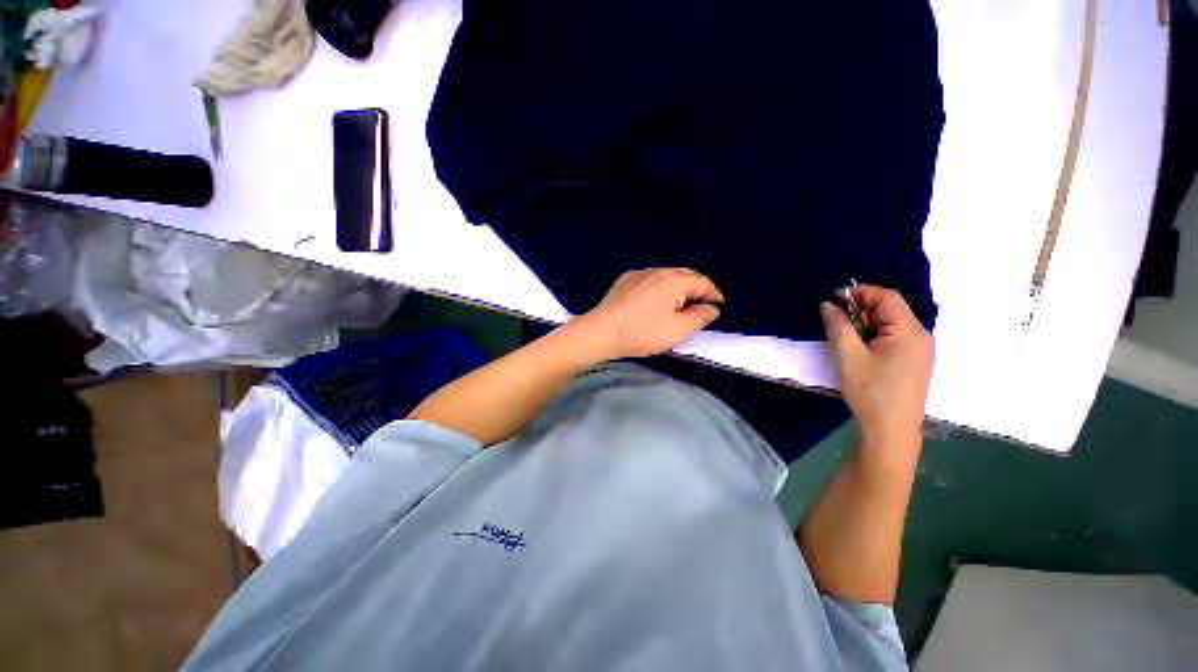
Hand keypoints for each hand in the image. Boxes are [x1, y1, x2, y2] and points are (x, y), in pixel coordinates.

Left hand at [571, 268, 723, 361]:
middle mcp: (658, 270)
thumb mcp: (678, 330)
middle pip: (686, 275)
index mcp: (674, 280)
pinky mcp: (625, 280)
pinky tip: (656, 301)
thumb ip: (700, 317)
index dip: (715, 295)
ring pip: (668, 276)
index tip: (718, 309)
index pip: (703, 282)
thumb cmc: (642, 332)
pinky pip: (651, 279)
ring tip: (680, 304)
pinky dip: (661, 288)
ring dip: (679, 288)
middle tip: (701, 307)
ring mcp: (639, 273)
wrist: (601, 332)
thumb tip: (711, 308)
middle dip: (698, 290)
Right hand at [819, 285, 932, 448]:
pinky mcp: (913, 361)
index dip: (859, 292)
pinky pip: (893, 337)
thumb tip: (826, 304)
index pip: (887, 297)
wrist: (891, 431)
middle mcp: (921, 336)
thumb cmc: (871, 392)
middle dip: (860, 308)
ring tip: (843, 333)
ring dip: (865, 322)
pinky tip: (858, 347)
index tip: (832, 299)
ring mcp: (919, 350)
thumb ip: (838, 326)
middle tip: (834, 318)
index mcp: (910, 331)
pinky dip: (873, 334)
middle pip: (890, 308)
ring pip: (890, 323)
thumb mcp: (848, 356)